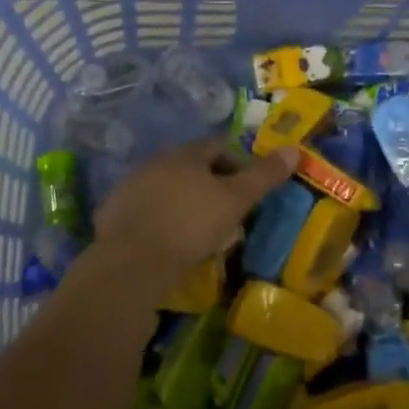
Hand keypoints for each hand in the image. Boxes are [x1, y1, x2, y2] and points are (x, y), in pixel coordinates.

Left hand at [92, 138, 296, 298]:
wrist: (131, 262)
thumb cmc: (190, 225)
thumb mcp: (235, 200)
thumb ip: (263, 176)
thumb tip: (294, 150)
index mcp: (187, 154)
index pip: (218, 146)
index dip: (238, 164)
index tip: (249, 189)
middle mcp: (157, 161)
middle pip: (191, 167)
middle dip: (211, 186)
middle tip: (228, 214)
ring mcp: (131, 186)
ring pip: (167, 189)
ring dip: (184, 203)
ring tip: (199, 234)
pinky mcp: (114, 213)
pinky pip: (146, 211)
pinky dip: (160, 221)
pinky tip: (168, 244)